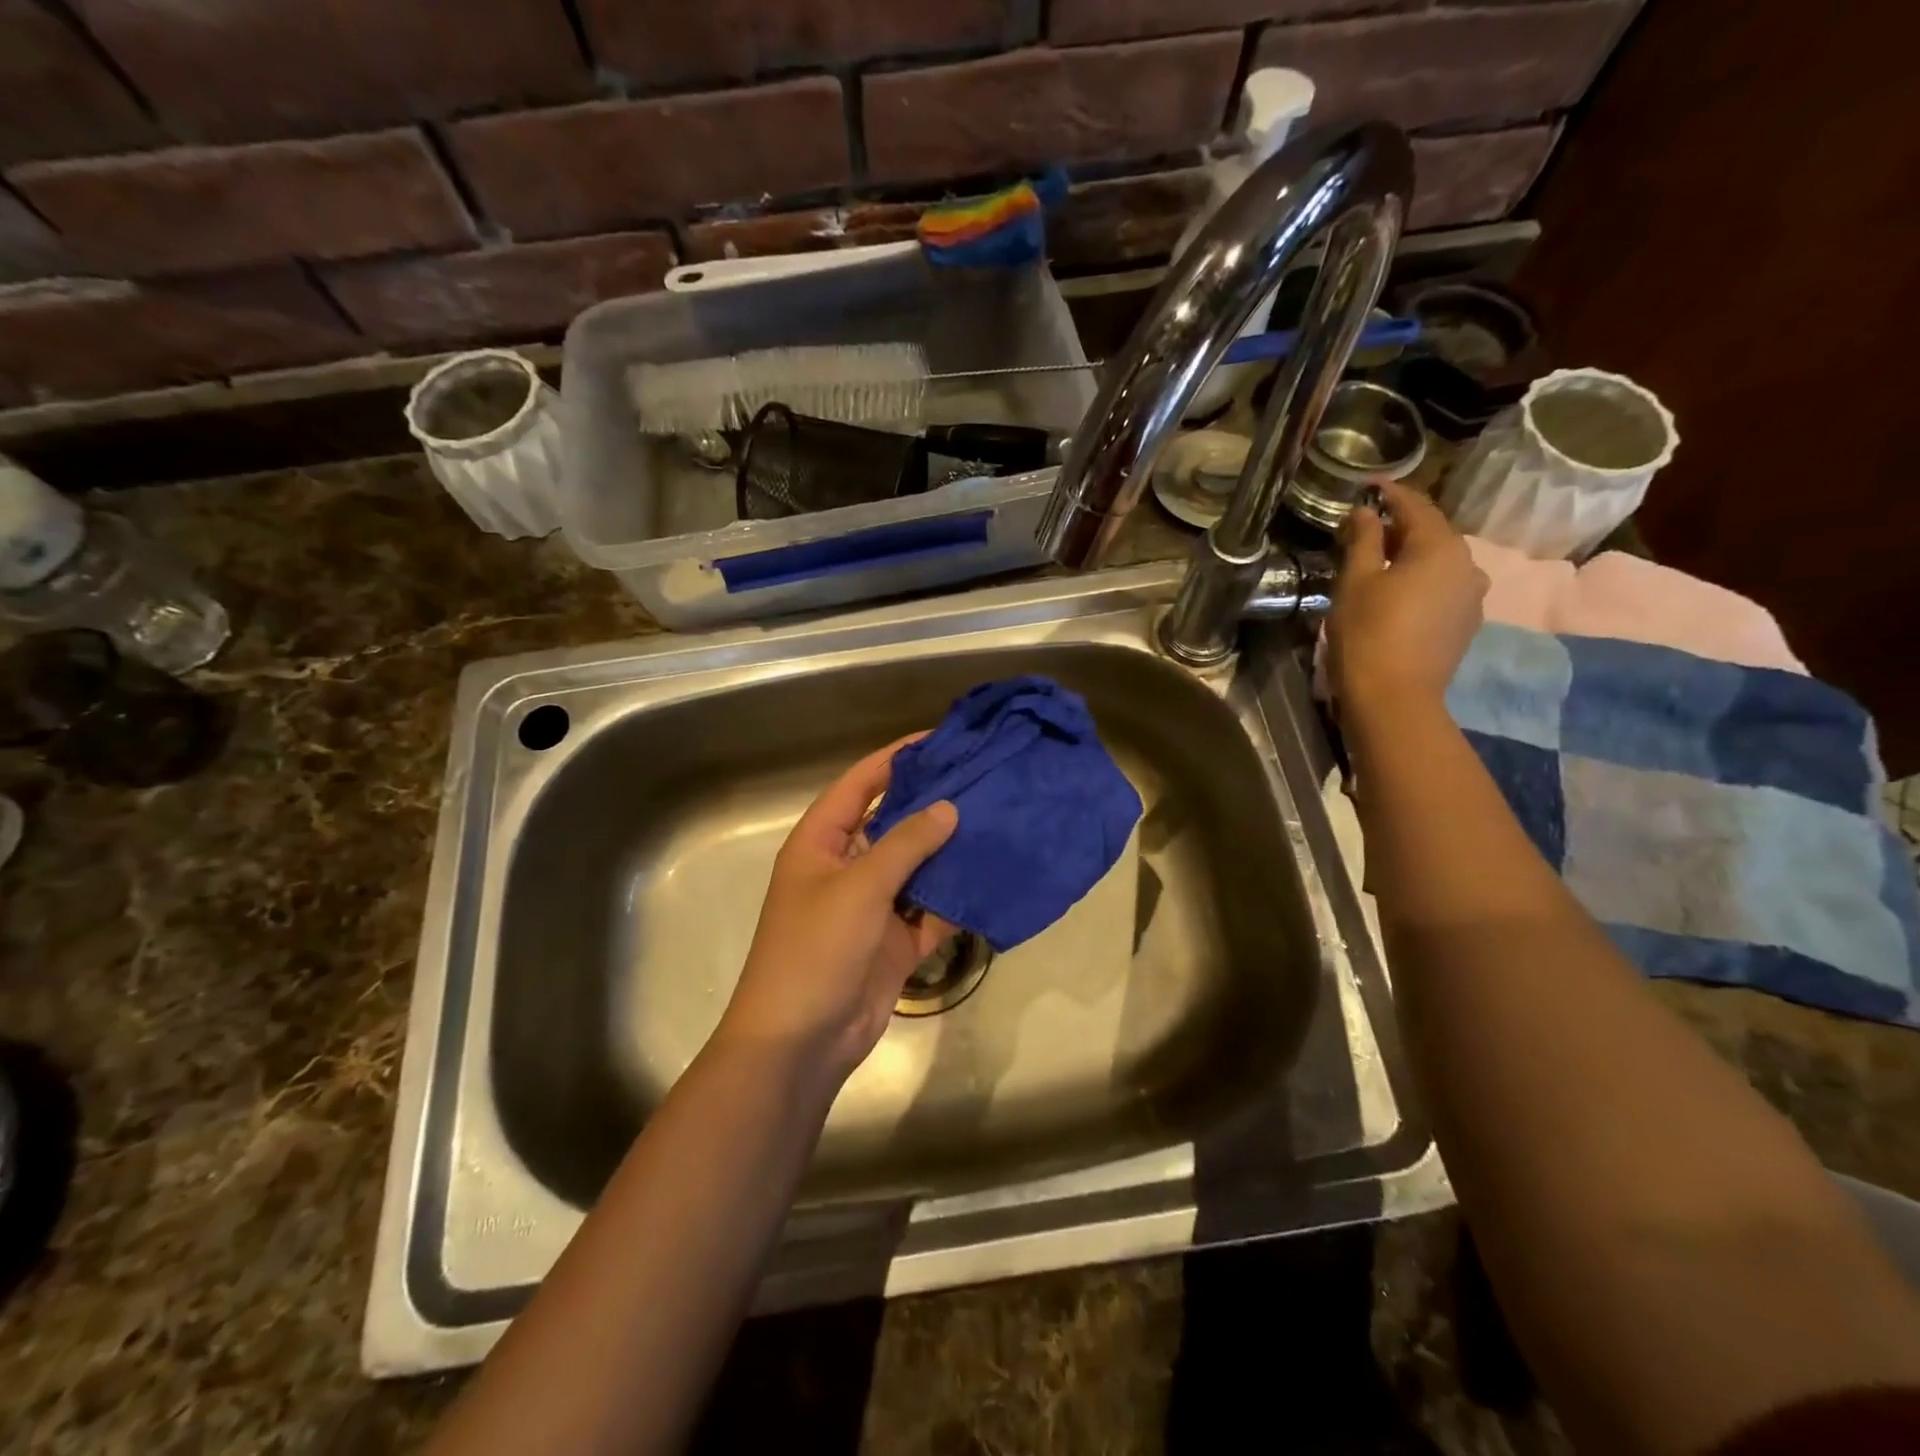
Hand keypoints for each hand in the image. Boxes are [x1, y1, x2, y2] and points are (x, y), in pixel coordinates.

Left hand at [717, 737, 958, 1082]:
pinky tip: (991, 878)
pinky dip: (955, 898)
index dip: (894, 759)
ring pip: (917, 866)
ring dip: (949, 850)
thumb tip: (948, 807)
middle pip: (893, 822)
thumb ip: (905, 844)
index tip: (938, 739)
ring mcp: (873, 906)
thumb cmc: (816, 949)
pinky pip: (931, 909)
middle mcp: (847, 866)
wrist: (801, 1041)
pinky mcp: (896, 940)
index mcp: (821, 842)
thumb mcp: (859, 887)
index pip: (859, 784)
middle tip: (980, 778)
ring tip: (996, 819)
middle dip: (931, 803)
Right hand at [1328, 482, 1487, 716]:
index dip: (1392, 494)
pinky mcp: (1465, 624)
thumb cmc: (1368, 632)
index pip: (1416, 506)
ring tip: (1380, 560)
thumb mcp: (1356, 581)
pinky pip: (1443, 589)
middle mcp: (1467, 564)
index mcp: (1441, 546)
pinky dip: (1420, 582)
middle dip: (1401, 527)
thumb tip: (1365, 511)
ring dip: (1412, 556)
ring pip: (1439, 563)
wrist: (1394, 697)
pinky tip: (1397, 592)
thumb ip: (1364, 540)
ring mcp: (1472, 597)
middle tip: (1368, 525)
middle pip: (1432, 534)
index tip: (1371, 484)